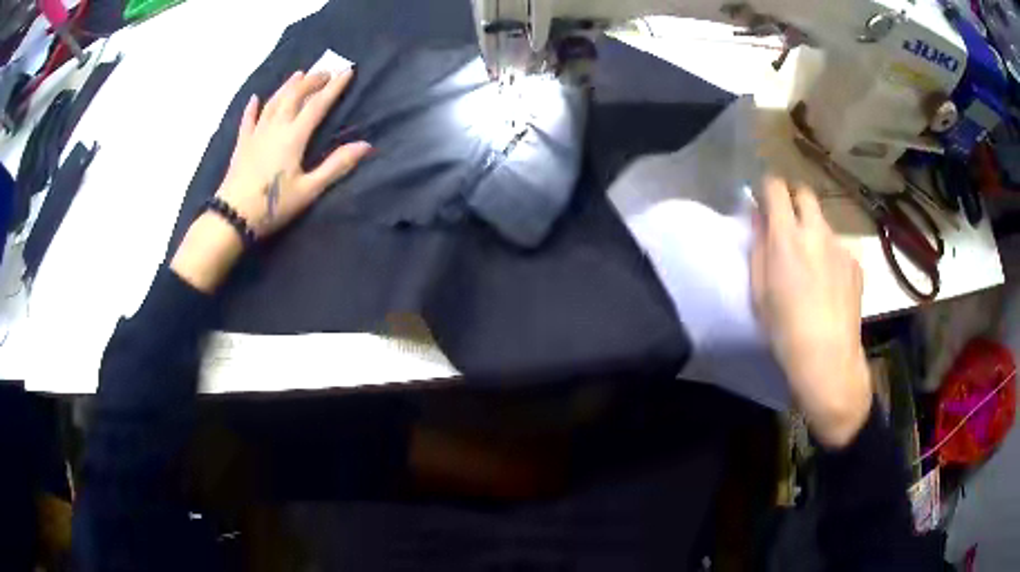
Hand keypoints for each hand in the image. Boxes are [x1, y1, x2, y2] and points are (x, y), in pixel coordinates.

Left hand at [171, 69, 370, 292]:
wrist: (233, 216)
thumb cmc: (273, 205)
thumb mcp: (309, 190)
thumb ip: (336, 165)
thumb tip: (366, 145)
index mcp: (294, 136)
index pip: (318, 105)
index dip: (334, 87)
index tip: (347, 71)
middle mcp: (275, 127)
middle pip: (294, 96)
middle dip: (311, 81)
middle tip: (324, 72)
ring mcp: (256, 134)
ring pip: (273, 102)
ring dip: (287, 86)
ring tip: (299, 74)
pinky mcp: (242, 144)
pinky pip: (248, 119)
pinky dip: (252, 107)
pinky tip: (255, 98)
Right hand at [750, 176, 871, 447]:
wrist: (828, 357)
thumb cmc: (784, 328)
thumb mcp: (759, 290)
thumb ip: (758, 247)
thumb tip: (757, 217)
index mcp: (787, 237)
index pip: (776, 187)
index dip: (768, 189)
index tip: (764, 202)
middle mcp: (816, 232)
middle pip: (805, 193)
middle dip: (793, 199)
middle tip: (787, 224)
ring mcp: (840, 246)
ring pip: (823, 223)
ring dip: (813, 231)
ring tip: (811, 266)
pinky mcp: (855, 263)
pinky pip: (839, 248)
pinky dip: (830, 256)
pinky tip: (829, 285)